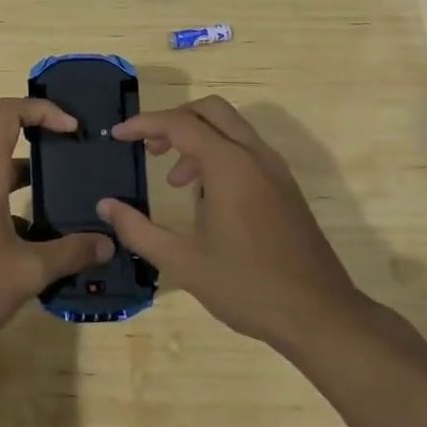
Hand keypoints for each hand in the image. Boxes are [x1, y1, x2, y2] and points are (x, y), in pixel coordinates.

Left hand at [0, 98, 112, 350]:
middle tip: (79, 176)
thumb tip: (107, 243)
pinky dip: (13, 219)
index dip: (42, 109)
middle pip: (8, 152)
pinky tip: (35, 252)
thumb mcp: (27, 271)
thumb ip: (70, 254)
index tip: (72, 128)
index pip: (7, 115)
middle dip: (46, 159)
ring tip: (66, 218)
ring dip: (31, 196)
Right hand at [97, 97, 365, 355]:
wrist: (320, 316)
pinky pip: (247, 150)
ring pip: (232, 128)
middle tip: (149, 148)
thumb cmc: (248, 288)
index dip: (144, 124)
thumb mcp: (183, 262)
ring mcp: (276, 170)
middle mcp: (255, 156)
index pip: (180, 124)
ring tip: (175, 180)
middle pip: (210, 110)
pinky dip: (219, 154)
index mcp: (230, 166)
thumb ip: (138, 230)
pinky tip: (206, 197)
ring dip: (198, 138)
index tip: (118, 136)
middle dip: (174, 120)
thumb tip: (105, 206)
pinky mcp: (286, 187)